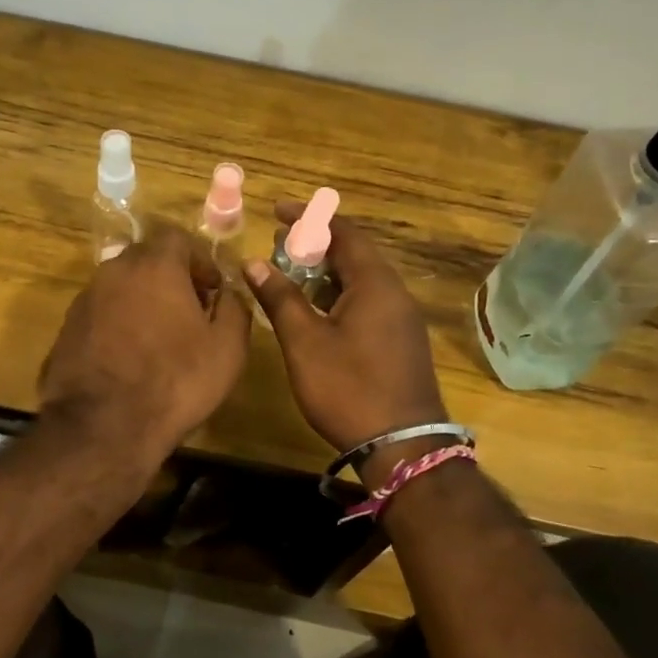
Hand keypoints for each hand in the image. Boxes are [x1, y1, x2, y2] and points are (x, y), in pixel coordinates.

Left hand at [39, 222, 251, 464]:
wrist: (103, 426)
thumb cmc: (176, 381)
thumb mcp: (228, 349)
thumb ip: (235, 309)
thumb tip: (228, 294)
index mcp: (155, 266)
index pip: (178, 238)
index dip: (200, 260)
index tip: (212, 289)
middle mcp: (115, 272)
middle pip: (147, 259)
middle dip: (171, 277)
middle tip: (190, 311)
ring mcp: (86, 300)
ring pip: (122, 286)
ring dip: (143, 300)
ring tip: (161, 338)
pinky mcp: (67, 329)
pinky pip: (102, 313)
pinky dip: (119, 324)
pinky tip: (131, 357)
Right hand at [245, 201, 447, 483]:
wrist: (403, 446)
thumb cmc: (349, 388)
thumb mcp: (304, 342)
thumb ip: (280, 298)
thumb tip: (254, 262)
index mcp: (375, 283)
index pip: (344, 232)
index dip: (309, 217)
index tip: (277, 211)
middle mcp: (395, 292)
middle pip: (355, 254)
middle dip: (316, 245)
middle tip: (279, 247)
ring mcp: (402, 319)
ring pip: (362, 281)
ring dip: (327, 273)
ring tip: (291, 277)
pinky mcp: (402, 342)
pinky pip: (369, 302)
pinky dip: (340, 296)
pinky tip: (317, 314)